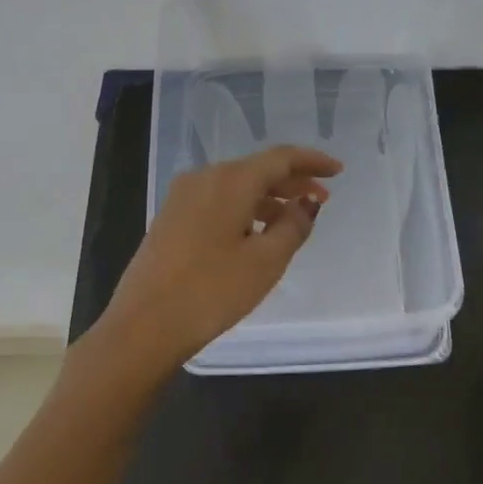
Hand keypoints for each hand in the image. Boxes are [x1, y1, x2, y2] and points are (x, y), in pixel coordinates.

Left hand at [95, 145, 341, 371]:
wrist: (144, 325)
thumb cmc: (212, 291)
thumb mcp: (266, 261)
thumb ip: (294, 226)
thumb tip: (306, 203)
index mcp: (229, 181)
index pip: (280, 158)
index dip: (312, 161)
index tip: (338, 171)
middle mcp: (203, 178)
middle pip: (256, 169)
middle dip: (292, 181)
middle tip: (321, 198)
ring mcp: (182, 198)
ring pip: (236, 186)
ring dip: (268, 198)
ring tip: (293, 220)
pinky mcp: (171, 219)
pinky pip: (218, 202)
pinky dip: (245, 209)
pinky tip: (256, 233)